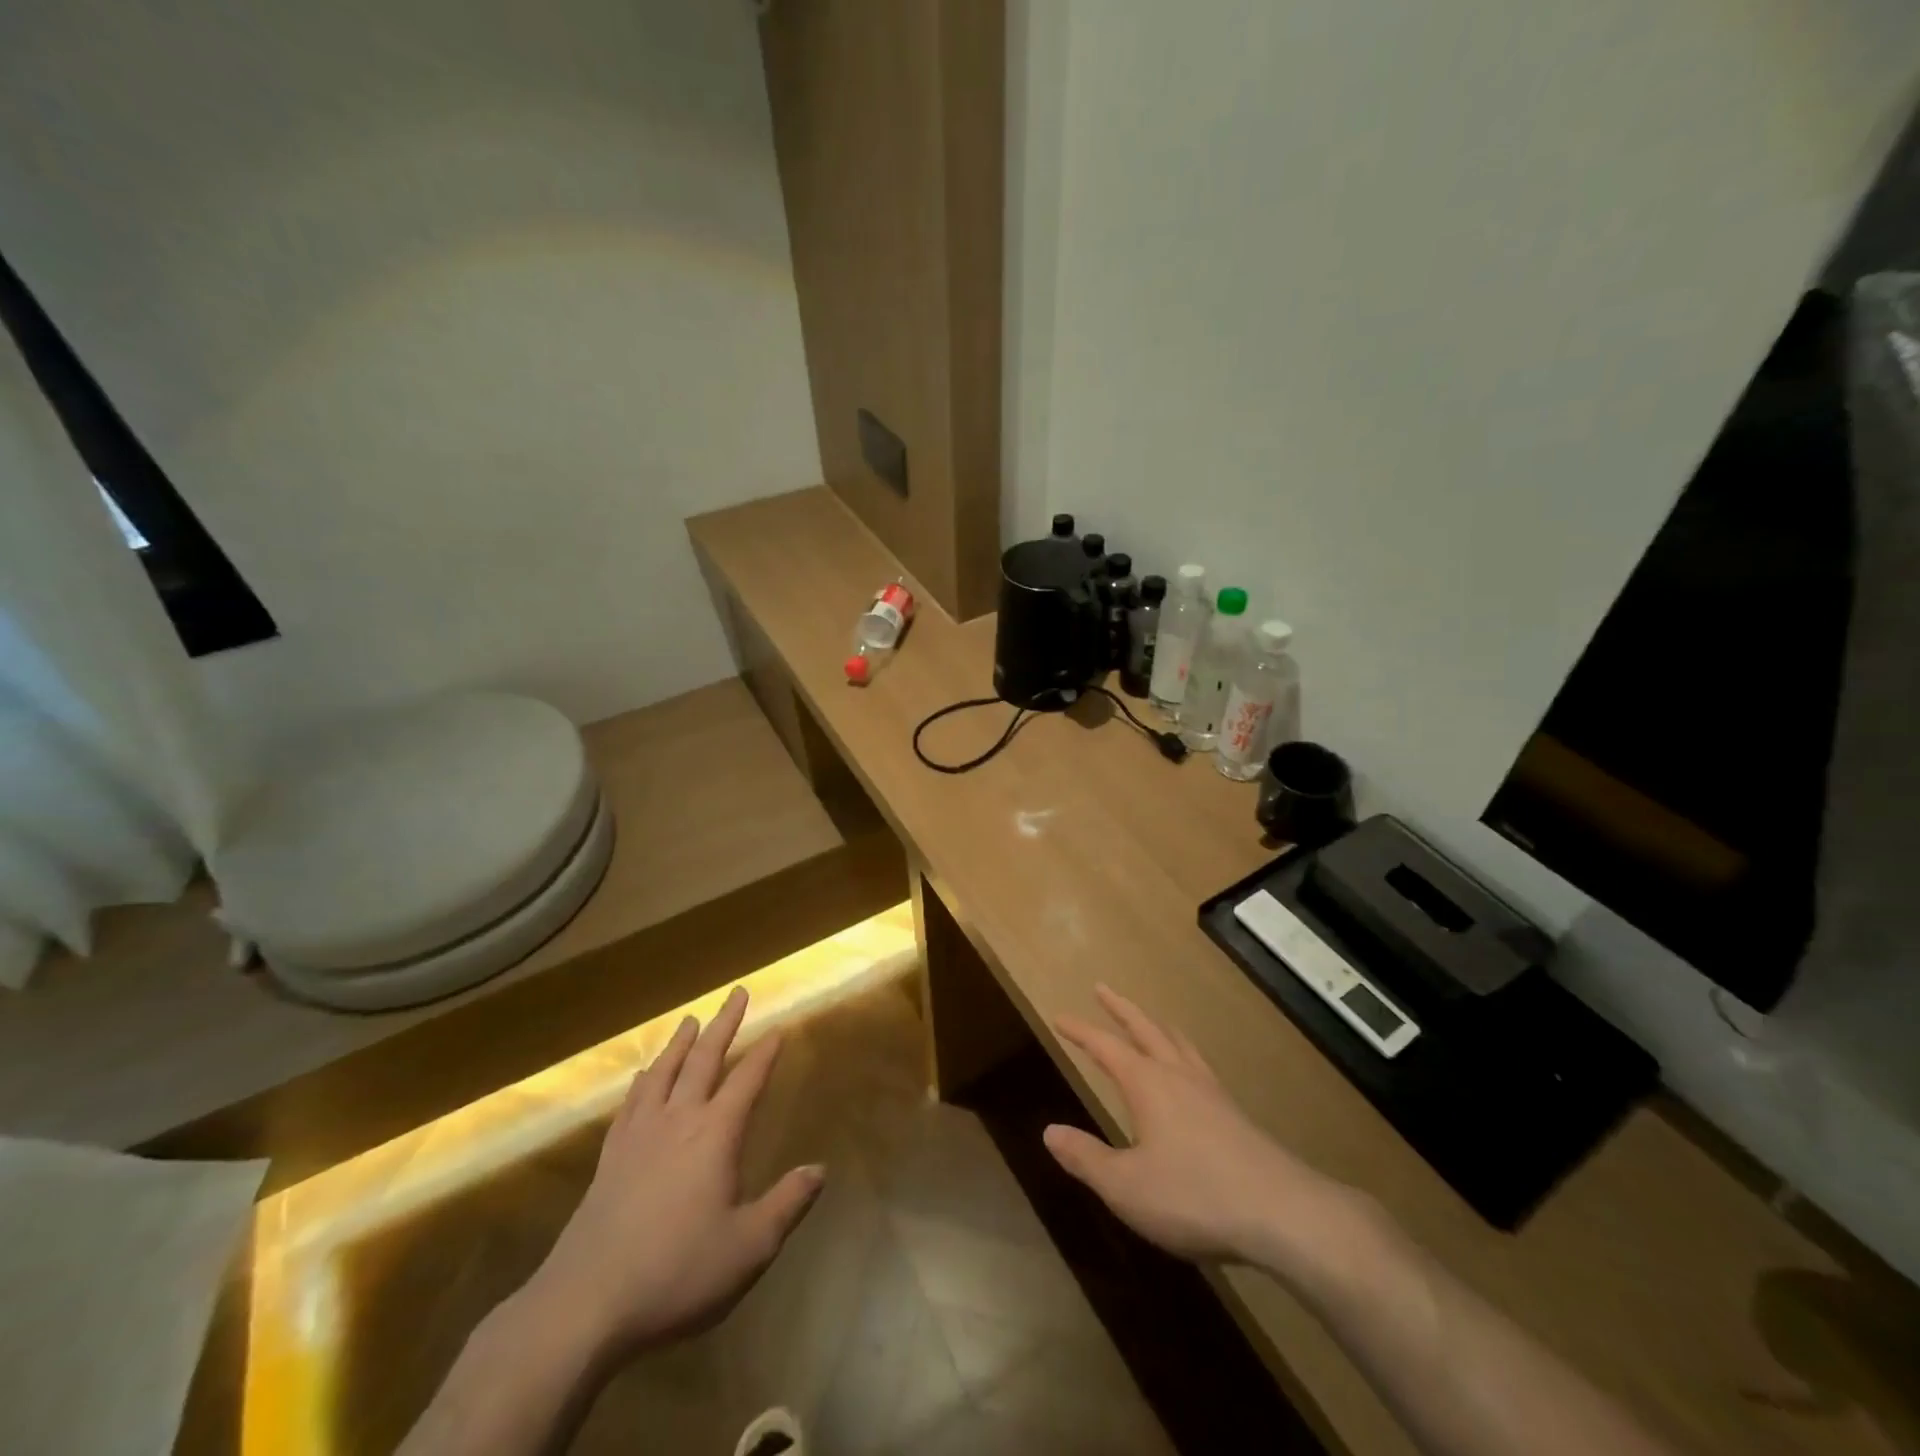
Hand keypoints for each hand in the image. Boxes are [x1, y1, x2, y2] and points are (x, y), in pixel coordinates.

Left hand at [524, 986, 822, 1365]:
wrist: (583, 1305)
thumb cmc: (676, 1273)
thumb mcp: (748, 1247)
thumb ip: (787, 1203)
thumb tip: (820, 1169)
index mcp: (715, 1135)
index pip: (747, 1080)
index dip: (765, 1053)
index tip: (778, 1028)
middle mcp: (678, 1121)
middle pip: (704, 1059)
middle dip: (725, 1024)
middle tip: (737, 993)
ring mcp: (638, 1136)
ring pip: (663, 1073)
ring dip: (681, 1043)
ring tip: (691, 1020)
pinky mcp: (609, 1158)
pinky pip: (630, 1103)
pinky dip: (642, 1081)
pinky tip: (642, 1077)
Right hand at [1044, 985, 1363, 1275]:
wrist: (1283, 1213)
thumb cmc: (1194, 1195)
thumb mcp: (1126, 1186)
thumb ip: (1086, 1158)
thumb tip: (1049, 1132)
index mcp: (1147, 1084)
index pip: (1105, 1046)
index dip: (1080, 1031)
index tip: (1059, 1017)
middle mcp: (1178, 1075)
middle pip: (1145, 1029)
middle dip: (1120, 1009)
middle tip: (1102, 989)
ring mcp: (1211, 1091)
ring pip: (1178, 1043)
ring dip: (1156, 1026)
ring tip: (1149, 1021)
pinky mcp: (1235, 1113)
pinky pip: (1200, 1065)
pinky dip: (1183, 1052)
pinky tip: (1190, 1072)